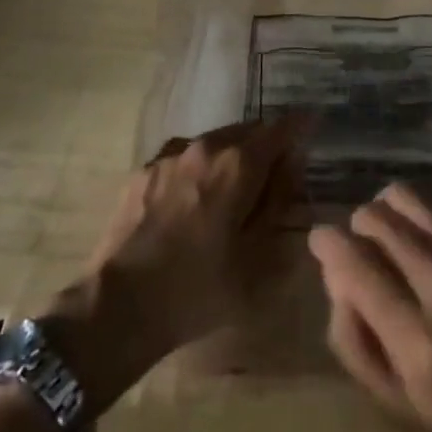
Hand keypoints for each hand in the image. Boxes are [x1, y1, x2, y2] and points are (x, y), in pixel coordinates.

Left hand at [43, 117, 304, 412]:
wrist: (118, 306)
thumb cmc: (197, 289)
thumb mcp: (256, 259)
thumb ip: (278, 204)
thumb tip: (292, 167)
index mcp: (238, 163)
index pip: (281, 128)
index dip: (301, 126)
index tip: (313, 125)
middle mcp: (206, 145)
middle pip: (247, 131)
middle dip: (265, 145)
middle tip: (276, 172)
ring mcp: (170, 155)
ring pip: (214, 142)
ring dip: (231, 156)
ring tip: (234, 188)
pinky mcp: (144, 170)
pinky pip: (184, 158)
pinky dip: (200, 168)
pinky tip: (194, 200)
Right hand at [311, 186, 431, 431]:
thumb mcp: (398, 405)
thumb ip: (353, 339)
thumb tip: (333, 271)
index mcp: (422, 345)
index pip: (356, 268)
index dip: (328, 243)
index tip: (320, 237)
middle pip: (378, 219)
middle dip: (361, 227)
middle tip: (367, 247)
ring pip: (407, 196)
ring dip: (390, 211)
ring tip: (398, 236)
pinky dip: (427, 216)